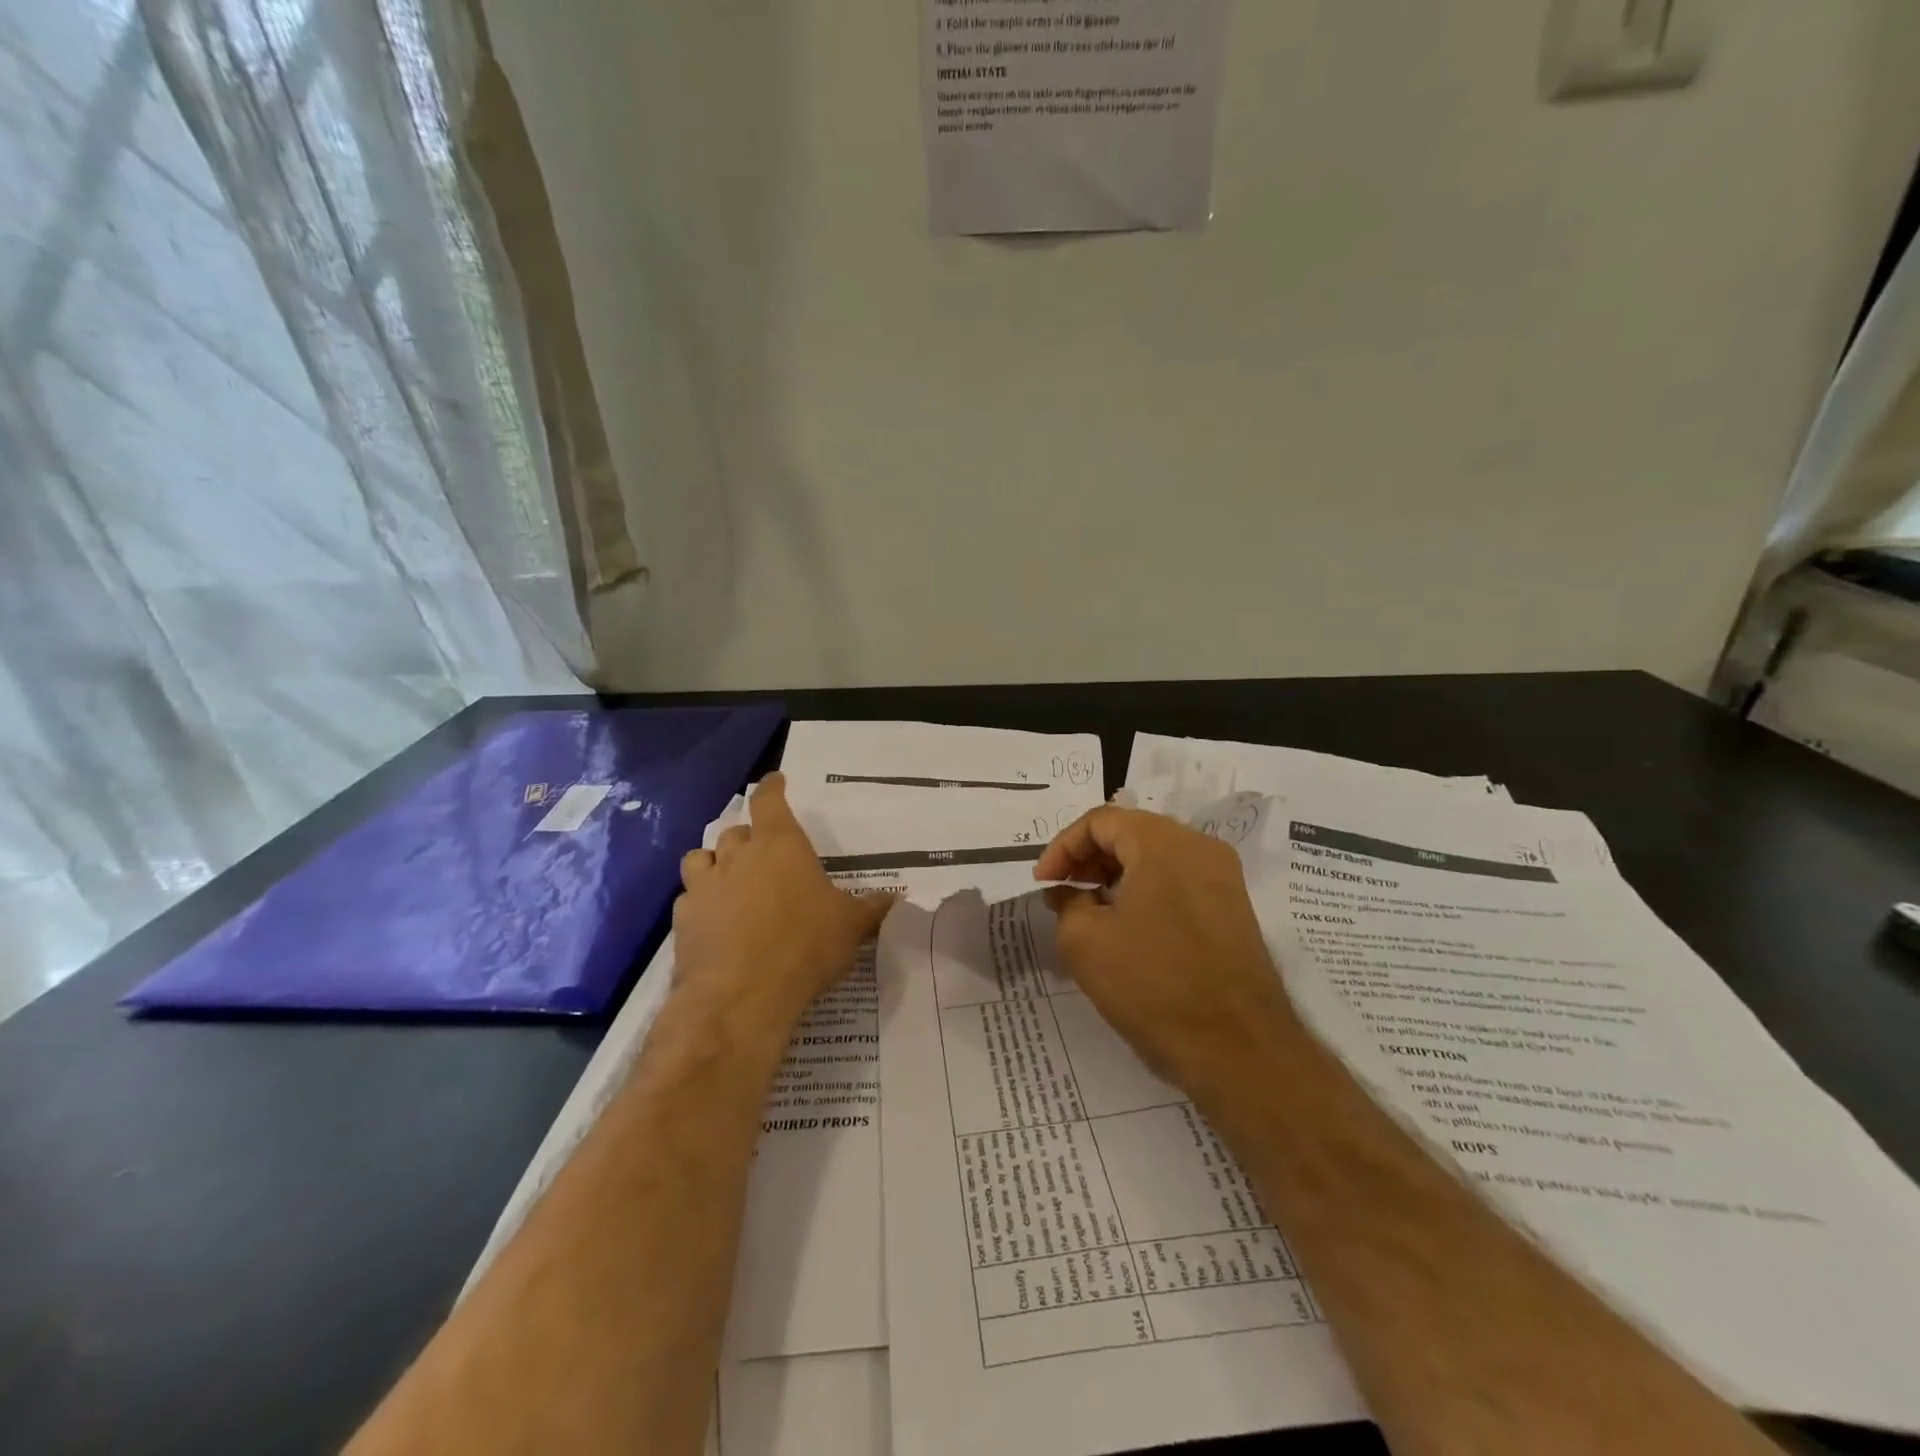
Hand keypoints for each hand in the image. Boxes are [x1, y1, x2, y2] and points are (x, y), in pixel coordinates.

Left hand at [672, 774, 894, 1033]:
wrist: (741, 996)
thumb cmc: (804, 946)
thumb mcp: (851, 927)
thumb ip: (871, 908)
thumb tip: (894, 897)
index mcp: (780, 845)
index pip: (770, 801)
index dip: (772, 788)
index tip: (774, 780)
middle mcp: (738, 855)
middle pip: (737, 830)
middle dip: (749, 837)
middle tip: (764, 854)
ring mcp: (705, 886)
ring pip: (702, 857)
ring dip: (716, 862)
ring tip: (730, 880)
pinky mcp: (683, 919)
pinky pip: (689, 897)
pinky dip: (700, 902)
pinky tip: (714, 921)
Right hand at [1035, 806, 1295, 1106]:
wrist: (1239, 1049)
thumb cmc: (1153, 986)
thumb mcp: (1085, 942)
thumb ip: (1067, 902)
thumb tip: (1069, 891)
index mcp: (1163, 843)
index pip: (1100, 820)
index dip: (1063, 847)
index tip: (1044, 884)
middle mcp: (1199, 846)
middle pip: (1131, 831)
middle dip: (1089, 858)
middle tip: (1063, 893)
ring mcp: (1223, 876)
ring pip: (1156, 855)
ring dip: (1116, 873)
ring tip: (1090, 910)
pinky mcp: (1233, 906)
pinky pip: (1179, 879)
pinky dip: (1145, 889)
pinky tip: (1128, 926)